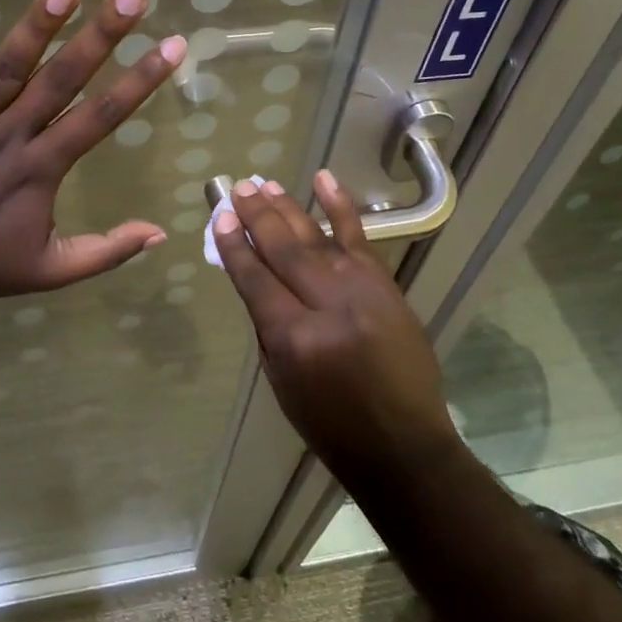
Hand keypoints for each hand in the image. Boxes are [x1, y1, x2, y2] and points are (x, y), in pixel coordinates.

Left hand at [0, 0, 186, 298]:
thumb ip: (106, 251)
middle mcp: (9, 138)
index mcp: (42, 169)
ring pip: (4, 71)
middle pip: (61, 80)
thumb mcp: (52, 271)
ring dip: (36, 28)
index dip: (140, 80)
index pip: (101, 116)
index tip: (172, 45)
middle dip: (101, 35)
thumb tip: (159, 233)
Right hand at [212, 172, 459, 478]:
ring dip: (287, 207)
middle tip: (238, 188)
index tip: (219, 217)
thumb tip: (255, 275)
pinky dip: (340, 206)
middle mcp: (327, 305)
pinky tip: (323, 179)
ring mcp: (361, 290)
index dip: (234, 245)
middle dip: (256, 216)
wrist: (402, 442)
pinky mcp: (385, 284)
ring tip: (264, 184)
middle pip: (283, 249)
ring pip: (315, 237)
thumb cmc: (330, 422)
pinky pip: (359, 237)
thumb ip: (267, 325)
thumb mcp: (281, 381)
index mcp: (294, 338)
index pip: (255, 278)